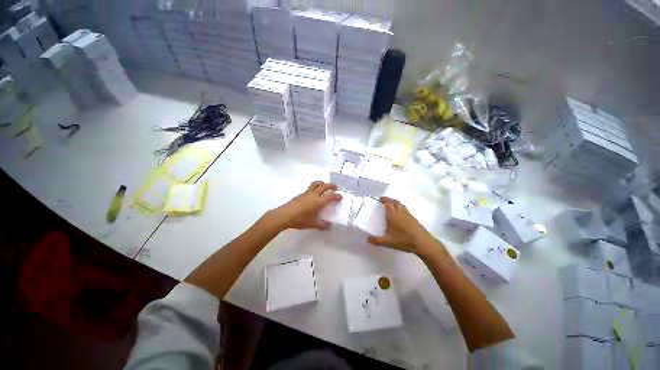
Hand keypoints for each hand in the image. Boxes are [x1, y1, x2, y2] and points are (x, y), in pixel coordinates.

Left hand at [268, 181, 342, 230]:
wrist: (285, 215)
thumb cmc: (300, 220)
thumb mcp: (312, 224)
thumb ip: (321, 225)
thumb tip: (329, 226)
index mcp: (318, 202)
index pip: (330, 196)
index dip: (336, 196)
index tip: (340, 197)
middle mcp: (313, 195)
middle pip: (324, 186)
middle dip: (330, 185)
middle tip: (335, 186)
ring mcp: (306, 193)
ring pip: (315, 184)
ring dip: (322, 183)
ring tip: (324, 185)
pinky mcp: (301, 194)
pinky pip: (310, 188)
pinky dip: (315, 188)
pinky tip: (313, 194)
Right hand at [367, 197, 435, 254]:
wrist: (423, 243)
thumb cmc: (403, 240)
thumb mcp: (388, 242)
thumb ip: (377, 240)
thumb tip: (368, 239)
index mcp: (393, 215)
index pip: (387, 203)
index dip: (383, 199)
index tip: (379, 199)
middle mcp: (400, 212)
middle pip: (395, 201)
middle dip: (389, 200)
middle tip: (384, 203)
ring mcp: (408, 214)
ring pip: (401, 205)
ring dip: (395, 203)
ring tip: (391, 207)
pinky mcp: (413, 218)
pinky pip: (405, 209)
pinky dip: (400, 208)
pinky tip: (399, 216)